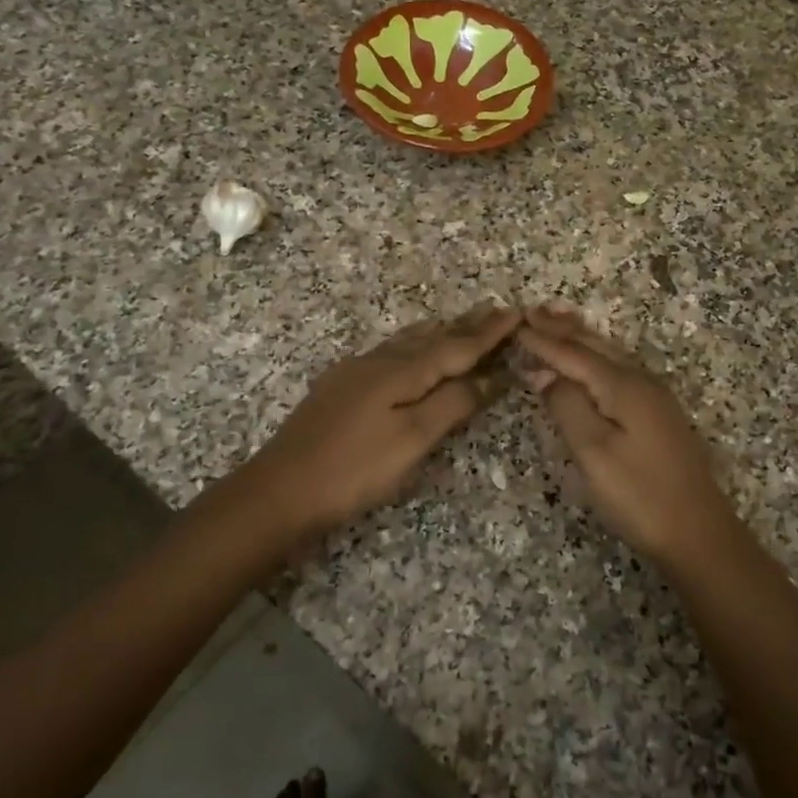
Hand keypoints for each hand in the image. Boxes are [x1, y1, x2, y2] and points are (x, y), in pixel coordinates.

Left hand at [248, 305, 520, 535]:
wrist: (280, 489)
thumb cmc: (355, 468)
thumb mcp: (413, 439)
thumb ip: (452, 404)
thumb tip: (488, 376)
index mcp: (401, 371)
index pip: (456, 346)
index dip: (488, 332)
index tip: (516, 312)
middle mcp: (379, 361)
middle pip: (431, 337)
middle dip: (465, 325)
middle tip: (494, 309)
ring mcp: (355, 372)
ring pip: (406, 342)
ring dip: (438, 332)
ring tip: (457, 323)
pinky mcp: (339, 387)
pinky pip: (388, 353)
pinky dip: (412, 346)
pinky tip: (407, 352)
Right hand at [518, 306, 745, 568]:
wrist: (698, 532)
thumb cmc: (639, 495)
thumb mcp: (593, 452)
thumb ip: (567, 406)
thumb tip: (545, 374)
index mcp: (623, 386)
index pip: (573, 354)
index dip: (542, 342)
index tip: (513, 326)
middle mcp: (641, 381)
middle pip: (595, 346)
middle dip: (562, 329)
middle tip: (533, 311)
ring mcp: (655, 398)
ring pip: (610, 355)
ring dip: (581, 338)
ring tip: (558, 321)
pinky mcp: (659, 415)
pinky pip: (619, 371)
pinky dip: (596, 358)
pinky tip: (592, 362)